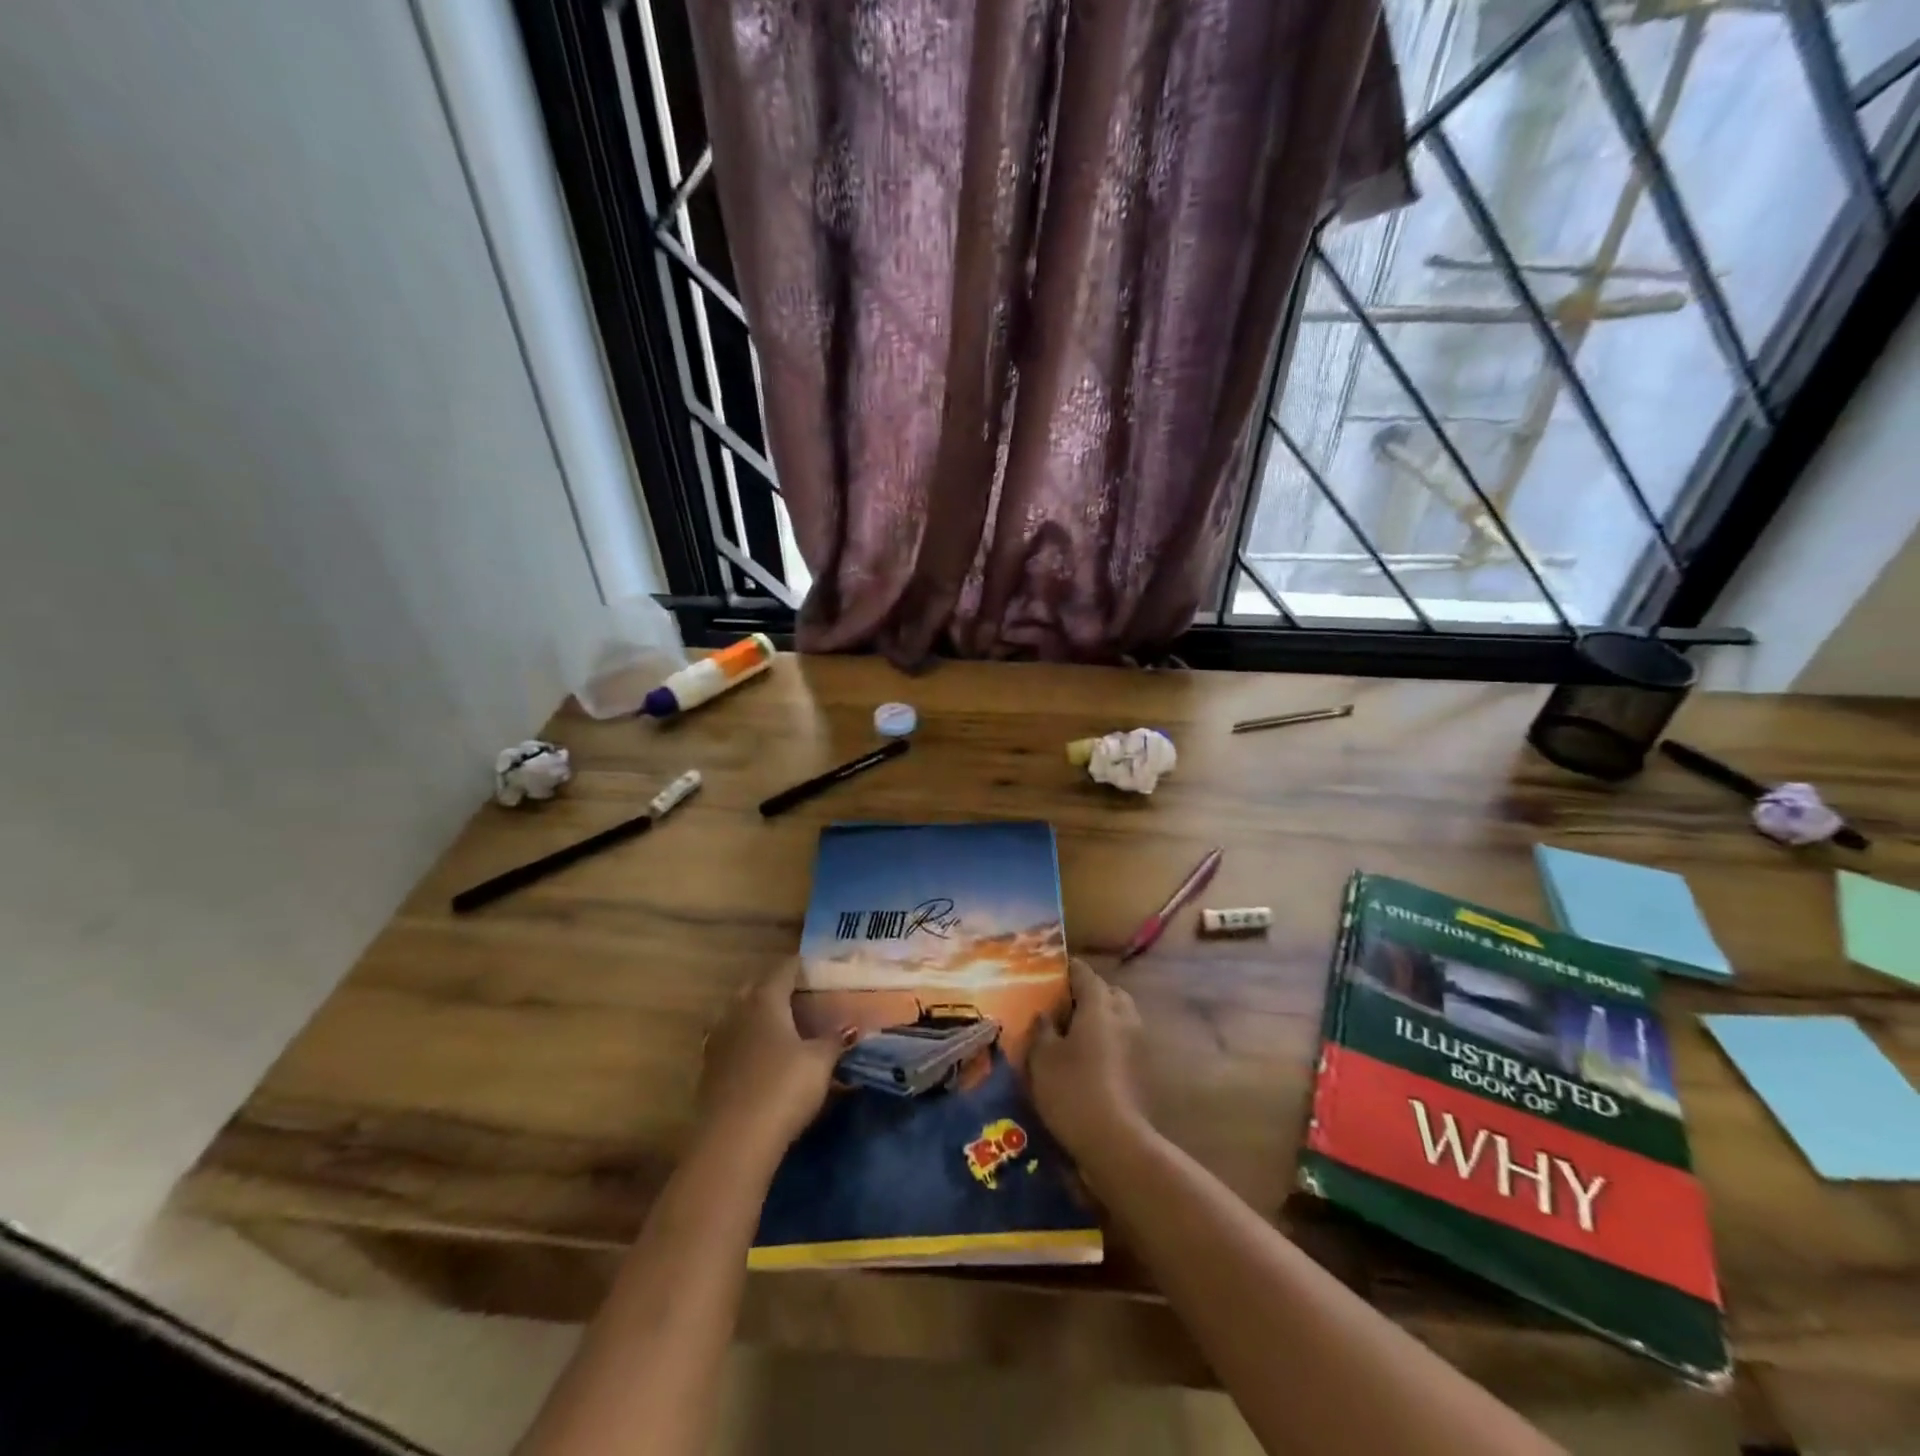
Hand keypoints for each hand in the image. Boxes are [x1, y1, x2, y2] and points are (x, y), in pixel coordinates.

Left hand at [696, 959, 852, 1158]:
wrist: (733, 1141)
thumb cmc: (783, 1088)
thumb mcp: (820, 1061)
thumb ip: (834, 1040)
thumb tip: (848, 1028)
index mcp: (764, 999)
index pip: (784, 969)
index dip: (802, 965)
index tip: (818, 968)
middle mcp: (736, 1011)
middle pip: (756, 987)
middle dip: (777, 987)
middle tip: (802, 996)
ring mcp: (717, 1040)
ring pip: (739, 1015)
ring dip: (758, 1016)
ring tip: (782, 1026)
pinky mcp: (708, 1070)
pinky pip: (732, 1042)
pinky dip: (748, 1042)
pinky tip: (763, 1057)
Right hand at [1029, 959, 1149, 1163]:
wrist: (1116, 1142)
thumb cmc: (1073, 1090)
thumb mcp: (1043, 1058)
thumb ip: (1042, 1029)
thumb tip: (1045, 1015)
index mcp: (1099, 1005)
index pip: (1084, 973)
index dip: (1068, 969)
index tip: (1051, 972)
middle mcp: (1124, 1016)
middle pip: (1108, 992)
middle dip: (1089, 993)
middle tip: (1064, 1006)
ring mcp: (1139, 1043)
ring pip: (1120, 1016)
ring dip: (1102, 1018)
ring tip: (1076, 1033)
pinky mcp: (1144, 1069)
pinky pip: (1125, 1040)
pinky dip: (1110, 1040)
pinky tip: (1091, 1058)